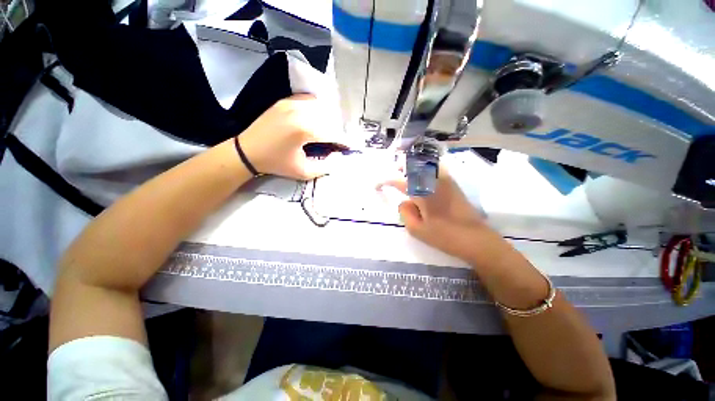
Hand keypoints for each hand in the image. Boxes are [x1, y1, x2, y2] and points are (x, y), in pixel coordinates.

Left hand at [239, 94, 349, 179]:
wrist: (247, 151)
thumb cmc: (276, 163)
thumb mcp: (303, 172)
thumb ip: (325, 167)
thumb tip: (338, 157)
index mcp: (304, 130)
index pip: (333, 132)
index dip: (343, 141)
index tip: (347, 147)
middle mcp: (300, 112)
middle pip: (329, 118)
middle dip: (336, 130)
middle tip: (337, 141)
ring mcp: (291, 103)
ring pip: (320, 107)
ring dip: (328, 119)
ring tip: (327, 130)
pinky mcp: (285, 101)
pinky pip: (308, 100)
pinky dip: (316, 108)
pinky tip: (315, 118)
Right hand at [383, 168, 497, 262]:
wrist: (475, 239)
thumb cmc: (444, 236)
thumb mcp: (417, 229)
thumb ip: (405, 212)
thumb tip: (404, 201)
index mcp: (422, 193)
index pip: (398, 182)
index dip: (385, 182)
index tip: (377, 185)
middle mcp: (433, 182)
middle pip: (414, 166)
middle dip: (402, 166)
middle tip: (395, 170)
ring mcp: (446, 181)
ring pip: (426, 165)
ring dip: (414, 165)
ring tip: (408, 170)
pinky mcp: (454, 185)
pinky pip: (437, 170)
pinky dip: (427, 168)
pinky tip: (424, 175)